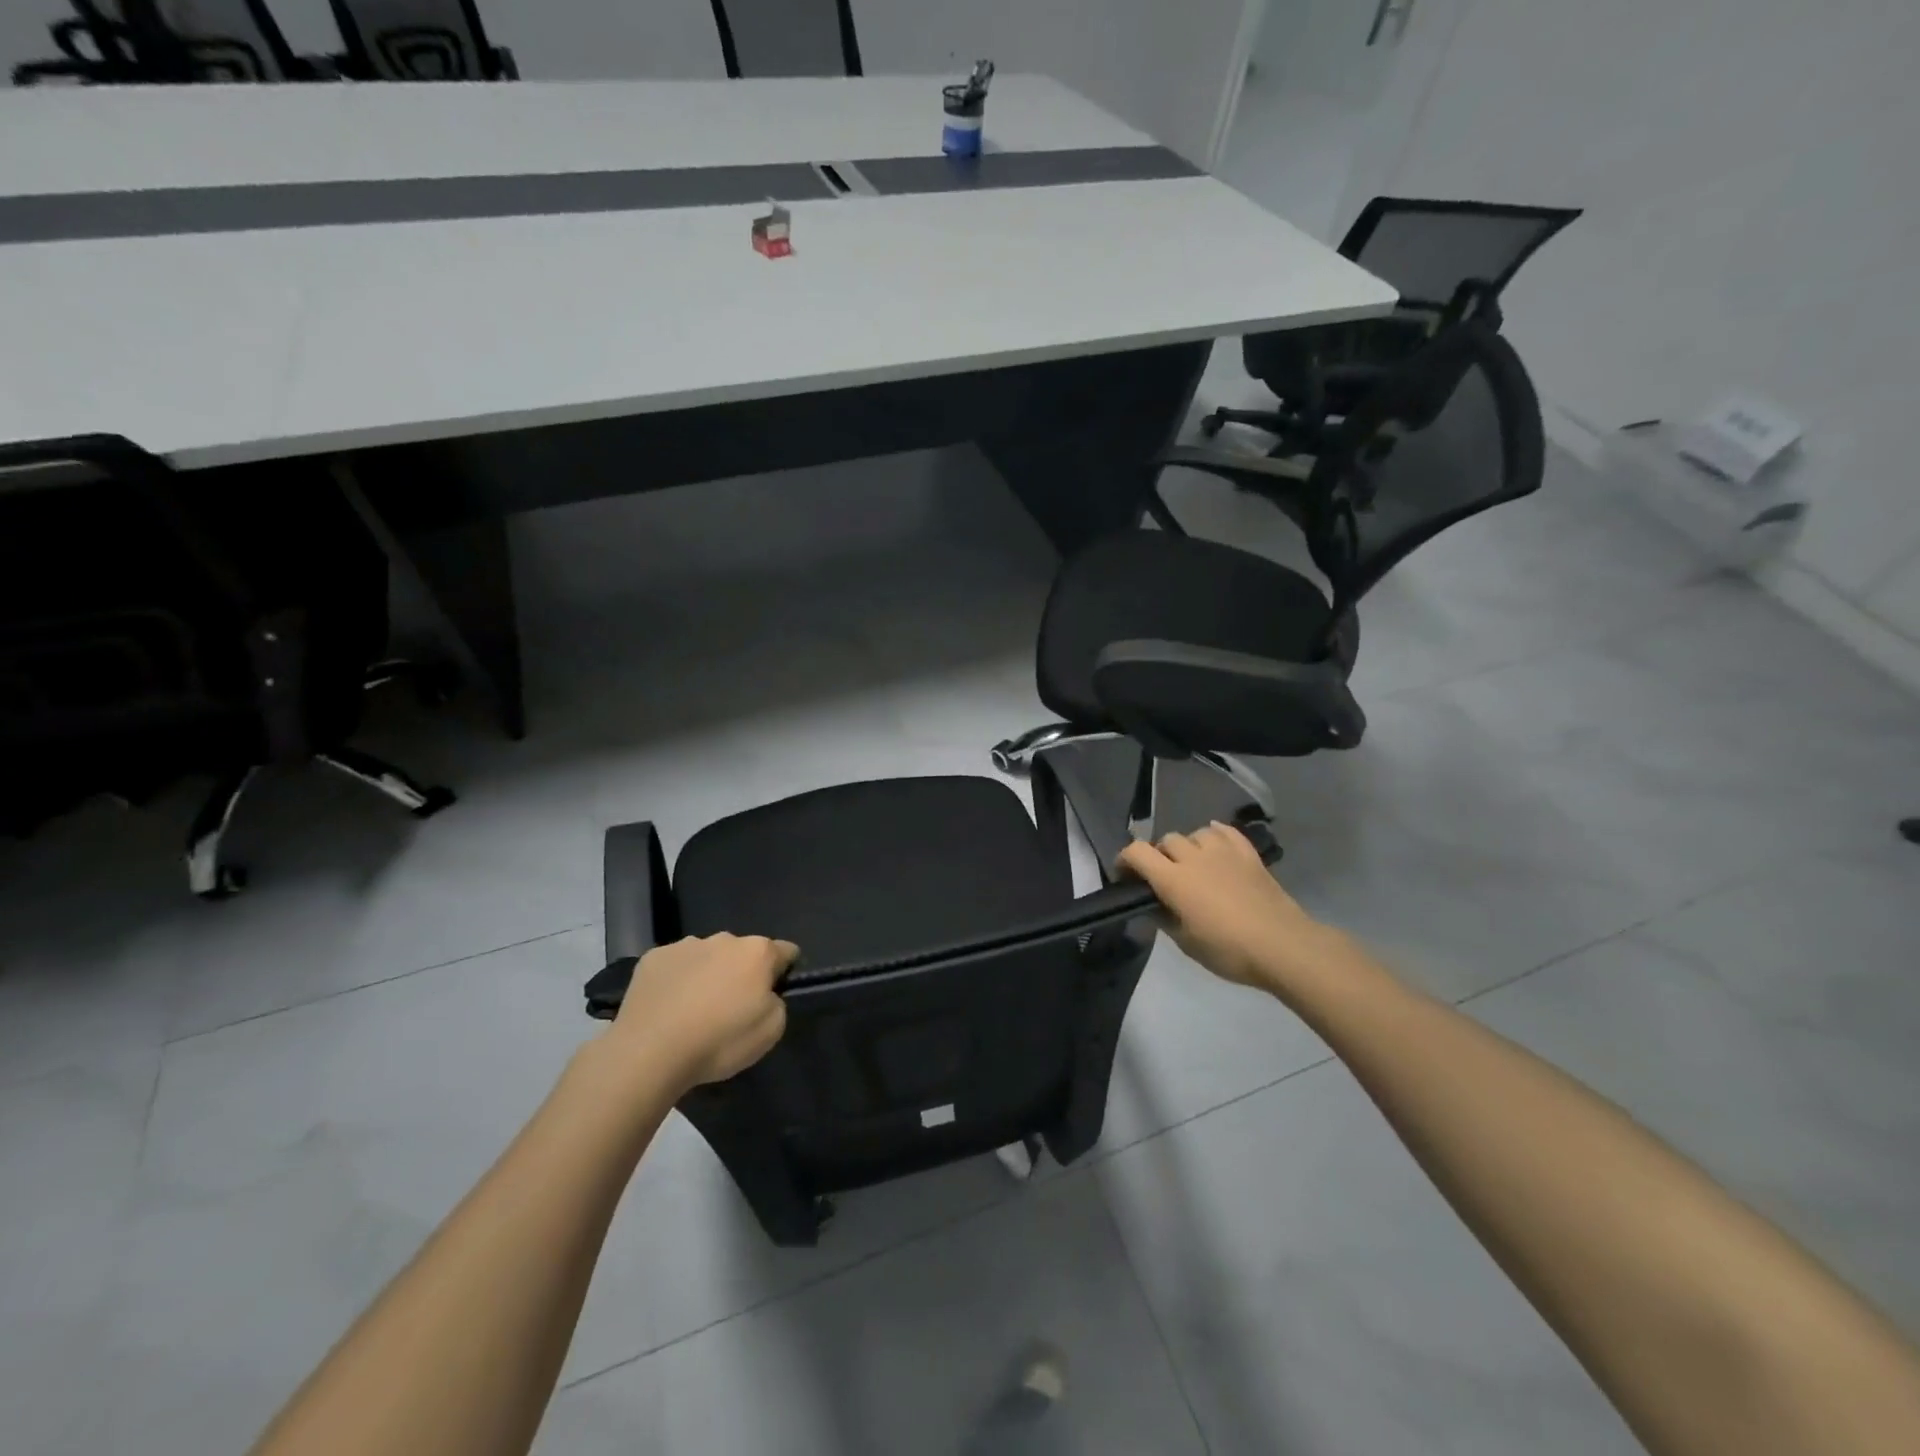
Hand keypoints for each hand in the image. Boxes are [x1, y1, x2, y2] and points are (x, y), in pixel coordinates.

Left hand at [609, 933, 796, 1092]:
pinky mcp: (652, 958)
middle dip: (741, 973)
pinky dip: (677, 980)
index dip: (784, 972)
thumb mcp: (771, 1031)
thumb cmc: (719, 1041)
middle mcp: (724, 939)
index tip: (774, 994)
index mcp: (757, 952)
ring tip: (694, 1010)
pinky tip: (667, 1008)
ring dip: (708, 974)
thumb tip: (765, 995)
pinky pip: (675, 965)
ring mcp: (685, 945)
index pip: (786, 951)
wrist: (649, 1053)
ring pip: (707, 956)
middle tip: (730, 1008)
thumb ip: (776, 1003)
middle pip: (743, 952)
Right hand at [1118, 822, 1347, 994]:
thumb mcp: (1187, 944)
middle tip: (1163, 876)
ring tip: (1193, 863)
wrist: (1283, 946)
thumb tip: (1153, 908)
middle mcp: (1194, 858)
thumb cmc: (1229, 950)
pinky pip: (1226, 832)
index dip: (1125, 860)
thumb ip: (1165, 919)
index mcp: (1174, 880)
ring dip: (1189, 845)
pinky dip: (1216, 834)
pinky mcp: (1249, 855)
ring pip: (1196, 833)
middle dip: (1159, 854)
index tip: (1125, 875)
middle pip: (1167, 840)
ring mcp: (1224, 852)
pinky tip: (1215, 844)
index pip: (1137, 853)